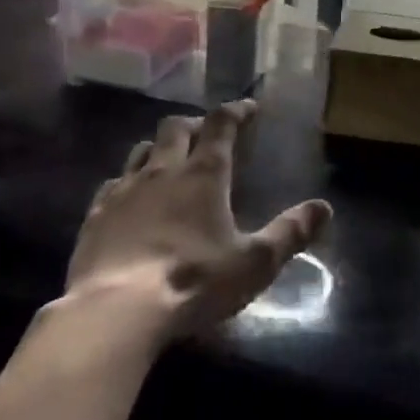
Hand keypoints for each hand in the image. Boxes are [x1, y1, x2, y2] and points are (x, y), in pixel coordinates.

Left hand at [67, 100, 331, 339]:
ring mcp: (124, 190)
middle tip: (207, 134)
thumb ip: (290, 233)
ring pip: (141, 150)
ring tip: (169, 161)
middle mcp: (163, 170)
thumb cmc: (193, 281)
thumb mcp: (254, 262)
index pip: (222, 124)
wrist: (115, 311)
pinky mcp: (95, 215)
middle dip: (194, 123)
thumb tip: (324, 208)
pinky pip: (112, 183)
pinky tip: (129, 199)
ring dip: (158, 148)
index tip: (248, 107)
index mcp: (204, 174)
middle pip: (175, 127)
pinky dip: (127, 182)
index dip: (236, 111)